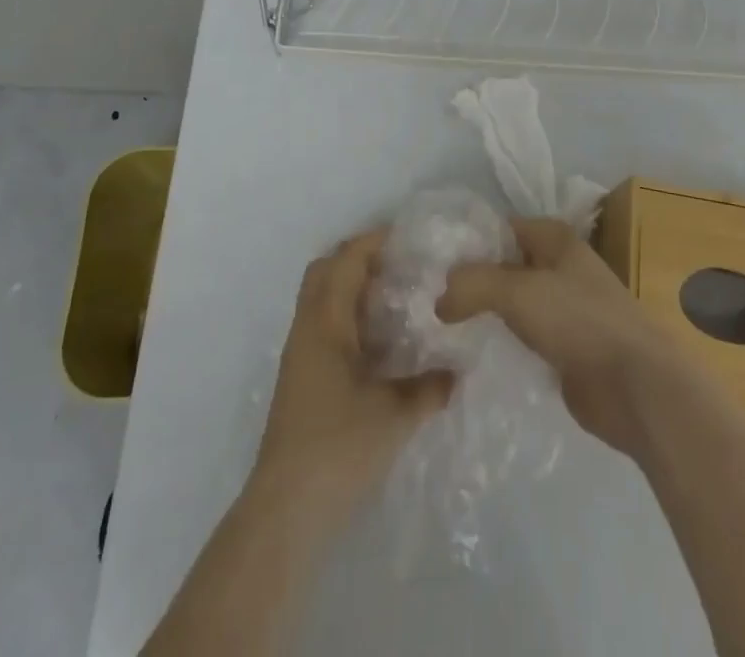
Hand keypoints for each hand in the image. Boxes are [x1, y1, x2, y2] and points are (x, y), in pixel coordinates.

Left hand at [254, 229, 452, 516]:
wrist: (287, 508)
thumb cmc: (339, 446)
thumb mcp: (394, 414)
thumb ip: (429, 387)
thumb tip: (458, 372)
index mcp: (325, 323)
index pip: (346, 260)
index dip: (374, 241)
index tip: (408, 237)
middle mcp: (307, 329)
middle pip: (324, 270)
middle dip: (358, 257)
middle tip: (398, 263)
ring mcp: (300, 354)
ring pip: (321, 298)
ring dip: (352, 287)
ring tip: (395, 297)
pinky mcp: (301, 379)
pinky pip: (324, 325)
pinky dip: (348, 316)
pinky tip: (379, 341)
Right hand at [437, 216, 691, 456]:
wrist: (635, 385)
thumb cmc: (579, 321)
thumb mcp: (518, 291)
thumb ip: (473, 285)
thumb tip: (439, 299)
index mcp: (556, 239)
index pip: (503, 228)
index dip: (470, 243)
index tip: (433, 265)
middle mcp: (562, 268)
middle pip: (507, 267)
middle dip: (474, 282)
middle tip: (432, 301)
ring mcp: (566, 310)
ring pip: (515, 304)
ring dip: (487, 315)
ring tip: (445, 329)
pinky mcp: (567, 349)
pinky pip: (525, 338)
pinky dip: (504, 344)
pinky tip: (476, 356)